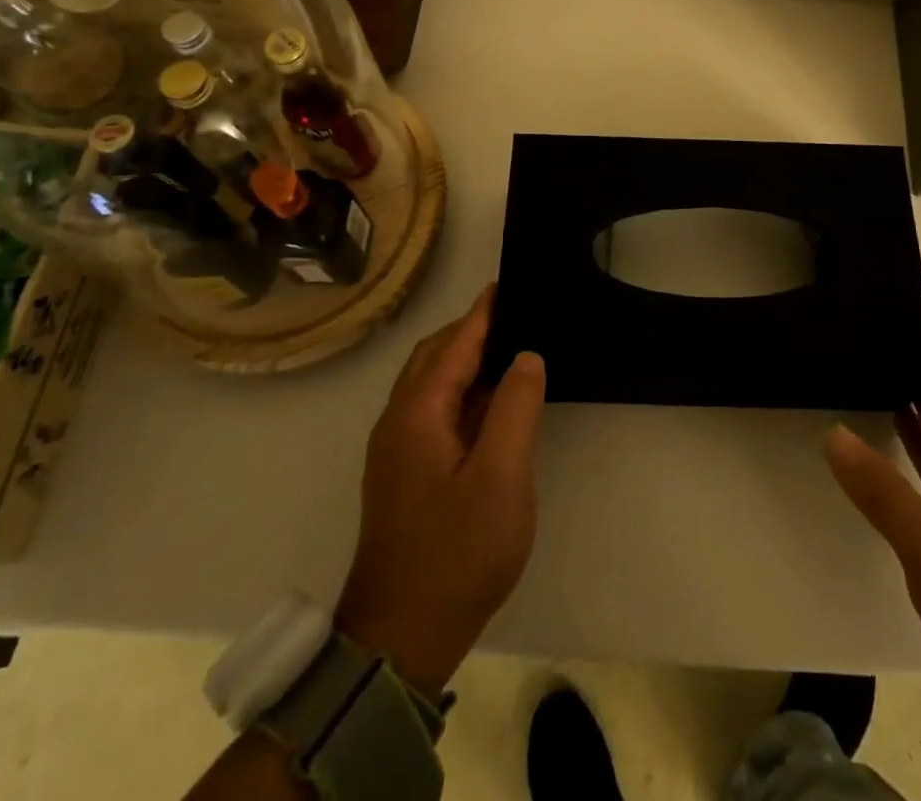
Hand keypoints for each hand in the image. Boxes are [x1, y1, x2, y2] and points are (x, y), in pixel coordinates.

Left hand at [332, 286, 545, 699]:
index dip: (484, 312)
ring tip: (509, 352)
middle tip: (517, 316)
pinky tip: (489, 405)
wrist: (400, 637)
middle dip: (471, 331)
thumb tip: (525, 356)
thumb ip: (515, 406)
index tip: (509, 284)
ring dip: (464, 361)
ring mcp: (395, 450)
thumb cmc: (456, 552)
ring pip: (430, 385)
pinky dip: (460, 392)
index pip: (455, 343)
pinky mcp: (402, 474)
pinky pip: (431, 411)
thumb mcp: (501, 476)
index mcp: (417, 412)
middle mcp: (397, 421)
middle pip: (434, 356)